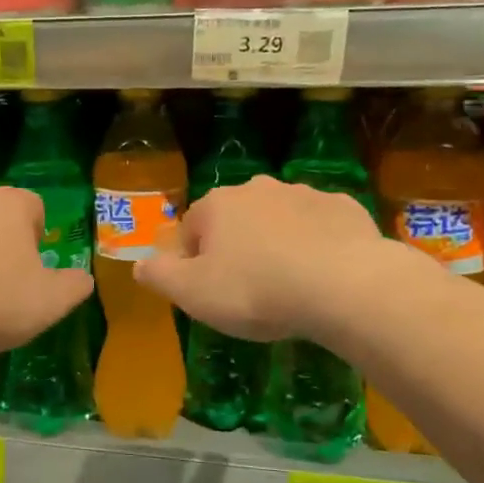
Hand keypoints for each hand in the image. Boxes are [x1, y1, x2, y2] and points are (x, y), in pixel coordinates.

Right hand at [135, 175, 385, 341]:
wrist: (345, 287)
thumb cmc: (256, 290)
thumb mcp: (192, 294)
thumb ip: (159, 276)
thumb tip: (138, 265)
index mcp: (217, 205)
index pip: (192, 230)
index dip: (195, 262)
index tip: (211, 292)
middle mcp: (257, 189)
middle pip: (236, 220)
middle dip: (237, 248)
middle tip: (249, 290)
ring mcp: (304, 194)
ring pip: (279, 220)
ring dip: (277, 244)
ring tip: (290, 286)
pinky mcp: (345, 208)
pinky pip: (320, 228)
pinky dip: (317, 246)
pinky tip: (324, 276)